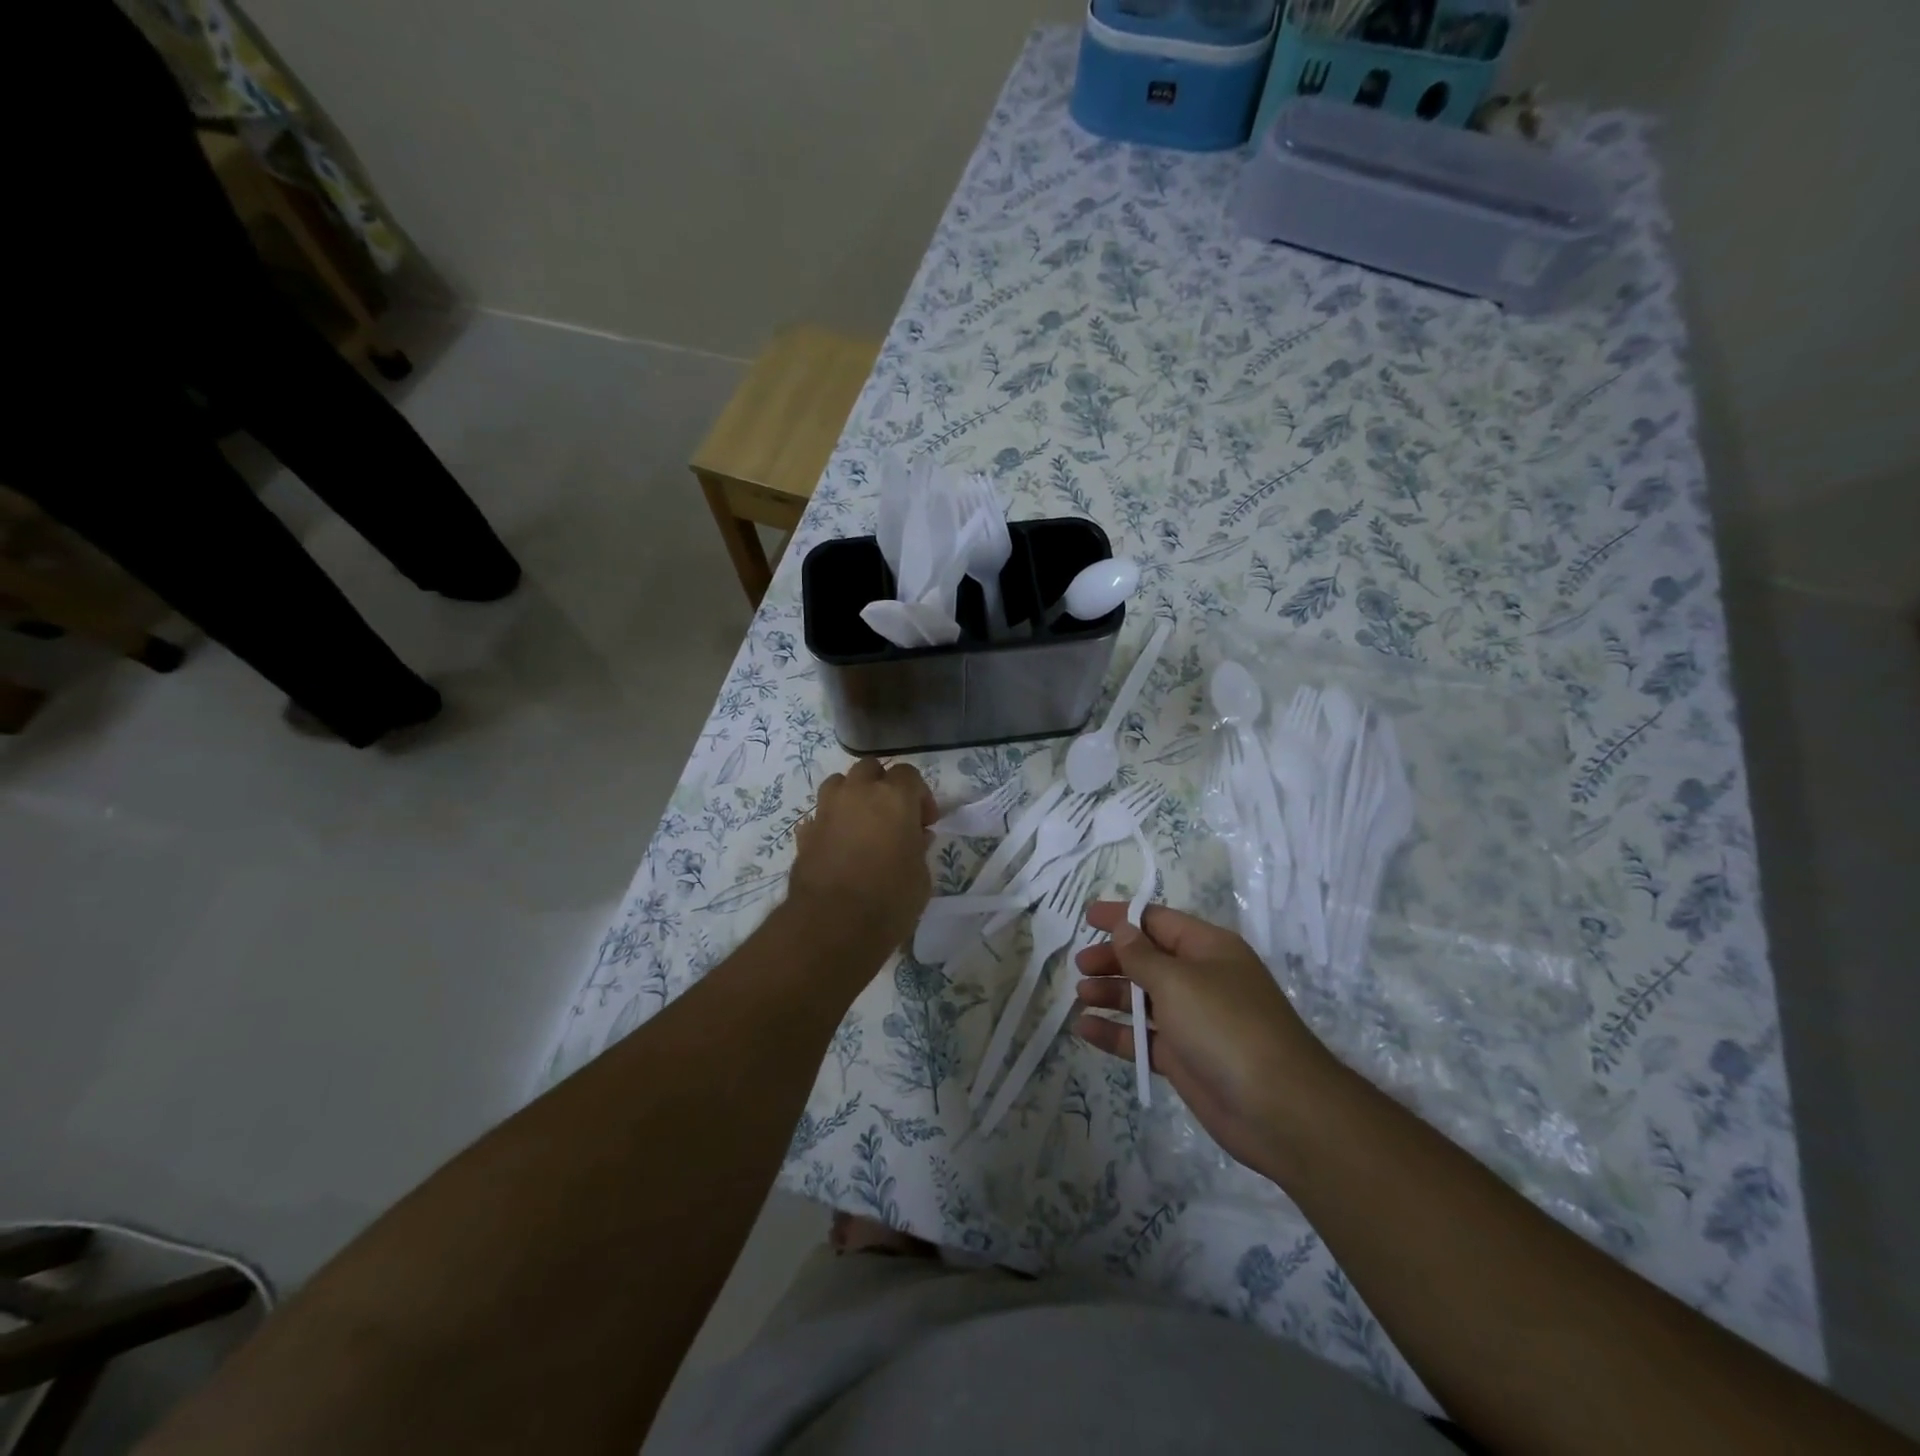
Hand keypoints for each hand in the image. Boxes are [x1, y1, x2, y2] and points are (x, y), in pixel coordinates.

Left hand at [789, 758, 936, 951]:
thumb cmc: (890, 900)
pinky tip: (838, 846)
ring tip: (862, 825)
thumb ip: (918, 848)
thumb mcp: (921, 876)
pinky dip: (831, 823)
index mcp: (893, 797)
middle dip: (882, 785)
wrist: (832, 925)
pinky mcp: (805, 834)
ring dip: (852, 796)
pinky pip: (820, 816)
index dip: (920, 796)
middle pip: (869, 769)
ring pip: (839, 784)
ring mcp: (826, 810)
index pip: (909, 774)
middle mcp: (857, 793)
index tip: (925, 823)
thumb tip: (915, 837)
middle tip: (893, 816)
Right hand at [1073, 901, 1341, 1173]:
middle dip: (1114, 958)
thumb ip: (1143, 956)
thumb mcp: (1178, 981)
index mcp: (1208, 949)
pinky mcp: (1185, 1059)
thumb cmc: (1226, 1026)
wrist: (1278, 1109)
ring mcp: (1193, 1021)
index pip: (1159, 921)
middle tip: (1080, 965)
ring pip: (1144, 999)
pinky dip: (1116, 1033)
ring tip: (1080, 995)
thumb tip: (1123, 928)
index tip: (1087, 916)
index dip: (1124, 916)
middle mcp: (1201, 979)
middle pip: (1149, 960)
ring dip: (1111, 994)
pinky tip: (1085, 1030)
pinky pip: (1143, 1038)